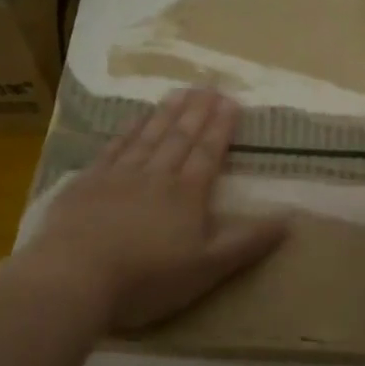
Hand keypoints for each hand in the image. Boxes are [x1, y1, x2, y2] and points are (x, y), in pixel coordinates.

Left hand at [17, 88, 288, 331]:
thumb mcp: (208, 268)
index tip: (231, 102)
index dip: (221, 127)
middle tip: (208, 86)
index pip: (208, 152)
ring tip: (179, 92)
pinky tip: (133, 119)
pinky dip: (127, 130)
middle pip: (180, 137)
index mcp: (187, 194)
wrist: (75, 277)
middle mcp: (156, 175)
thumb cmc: (147, 279)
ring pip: (148, 136)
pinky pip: (113, 147)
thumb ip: (247, 242)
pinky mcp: (87, 183)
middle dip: (197, 111)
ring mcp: (118, 175)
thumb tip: (290, 219)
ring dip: (166, 113)